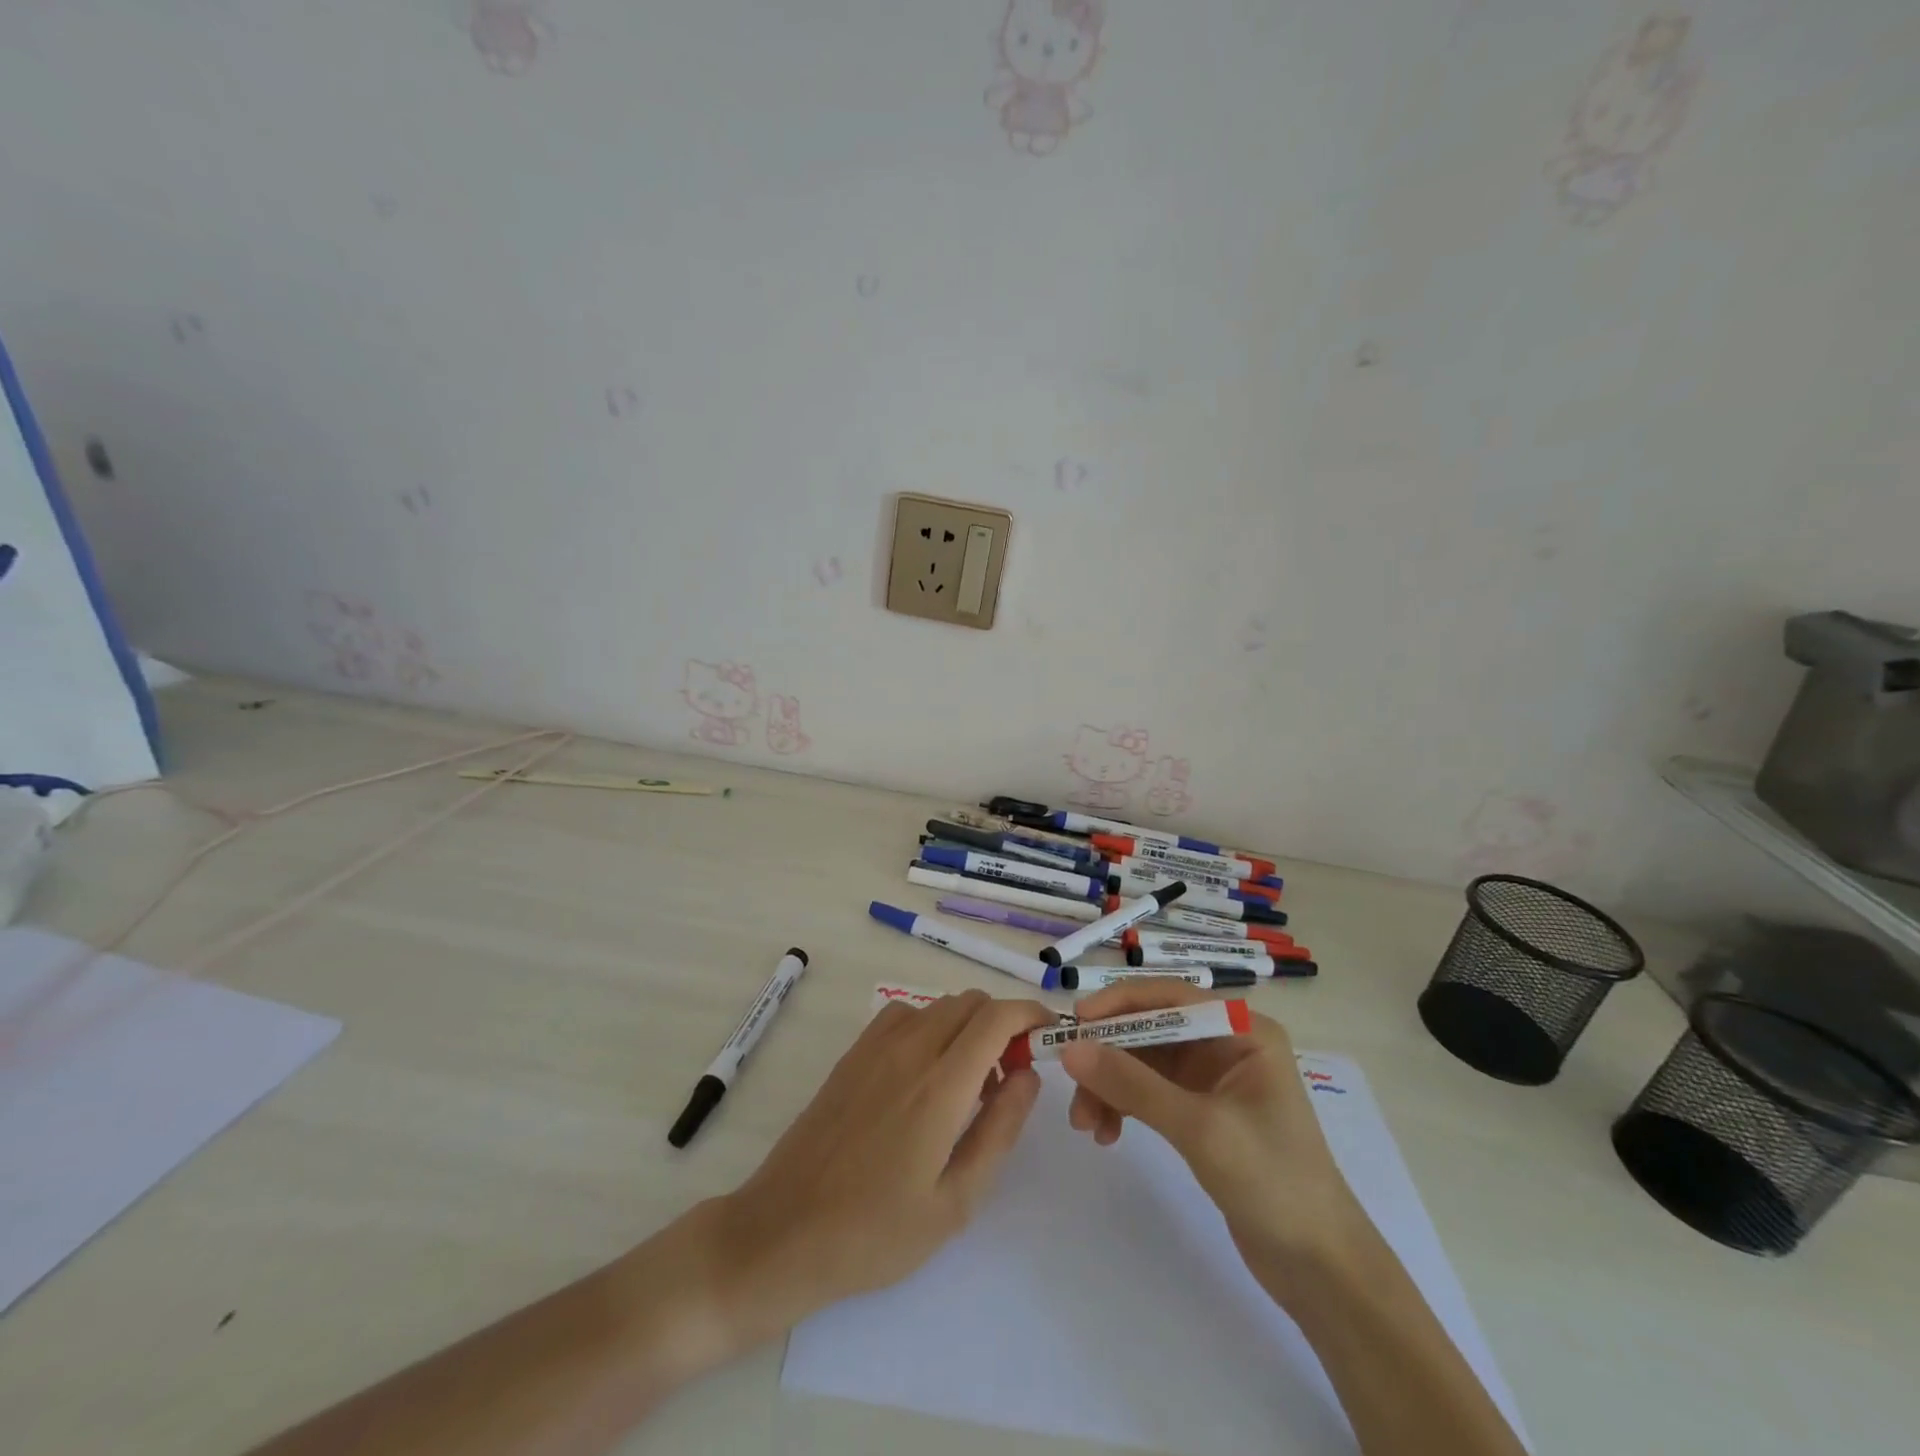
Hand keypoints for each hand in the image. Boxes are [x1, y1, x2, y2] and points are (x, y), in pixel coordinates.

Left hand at [703, 990, 1055, 1348]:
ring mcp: (875, 1046)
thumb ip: (999, 1129)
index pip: (997, 1017)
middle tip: (1010, 1074)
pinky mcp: (853, 1053)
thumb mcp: (955, 1201)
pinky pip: (905, 1014)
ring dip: (967, 1024)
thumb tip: (1028, 1075)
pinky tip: (925, 1073)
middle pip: (971, 1002)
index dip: (1030, 1015)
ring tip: (969, 1080)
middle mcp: (909, 1049)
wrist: (783, 1231)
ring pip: (939, 1004)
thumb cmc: (875, 1232)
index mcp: (940, 1086)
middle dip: (1003, 1023)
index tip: (1049, 1036)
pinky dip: (930, 1025)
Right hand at [1057, 981, 1362, 1304]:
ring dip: (1110, 1086)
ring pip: (1143, 1063)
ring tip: (1086, 1126)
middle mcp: (1226, 1044)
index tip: (1075, 1023)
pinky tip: (1107, 1134)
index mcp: (1242, 1031)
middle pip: (1150, 1031)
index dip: (1119, 1004)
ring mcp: (1213, 1079)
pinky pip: (1149, 1093)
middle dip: (1108, 1057)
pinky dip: (1124, 1106)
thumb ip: (1133, 1085)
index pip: (1169, 998)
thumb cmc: (1273, 1182)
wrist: (1321, 1268)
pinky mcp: (1201, 1112)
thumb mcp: (1199, 1128)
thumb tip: (1070, 1050)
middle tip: (1071, 1087)